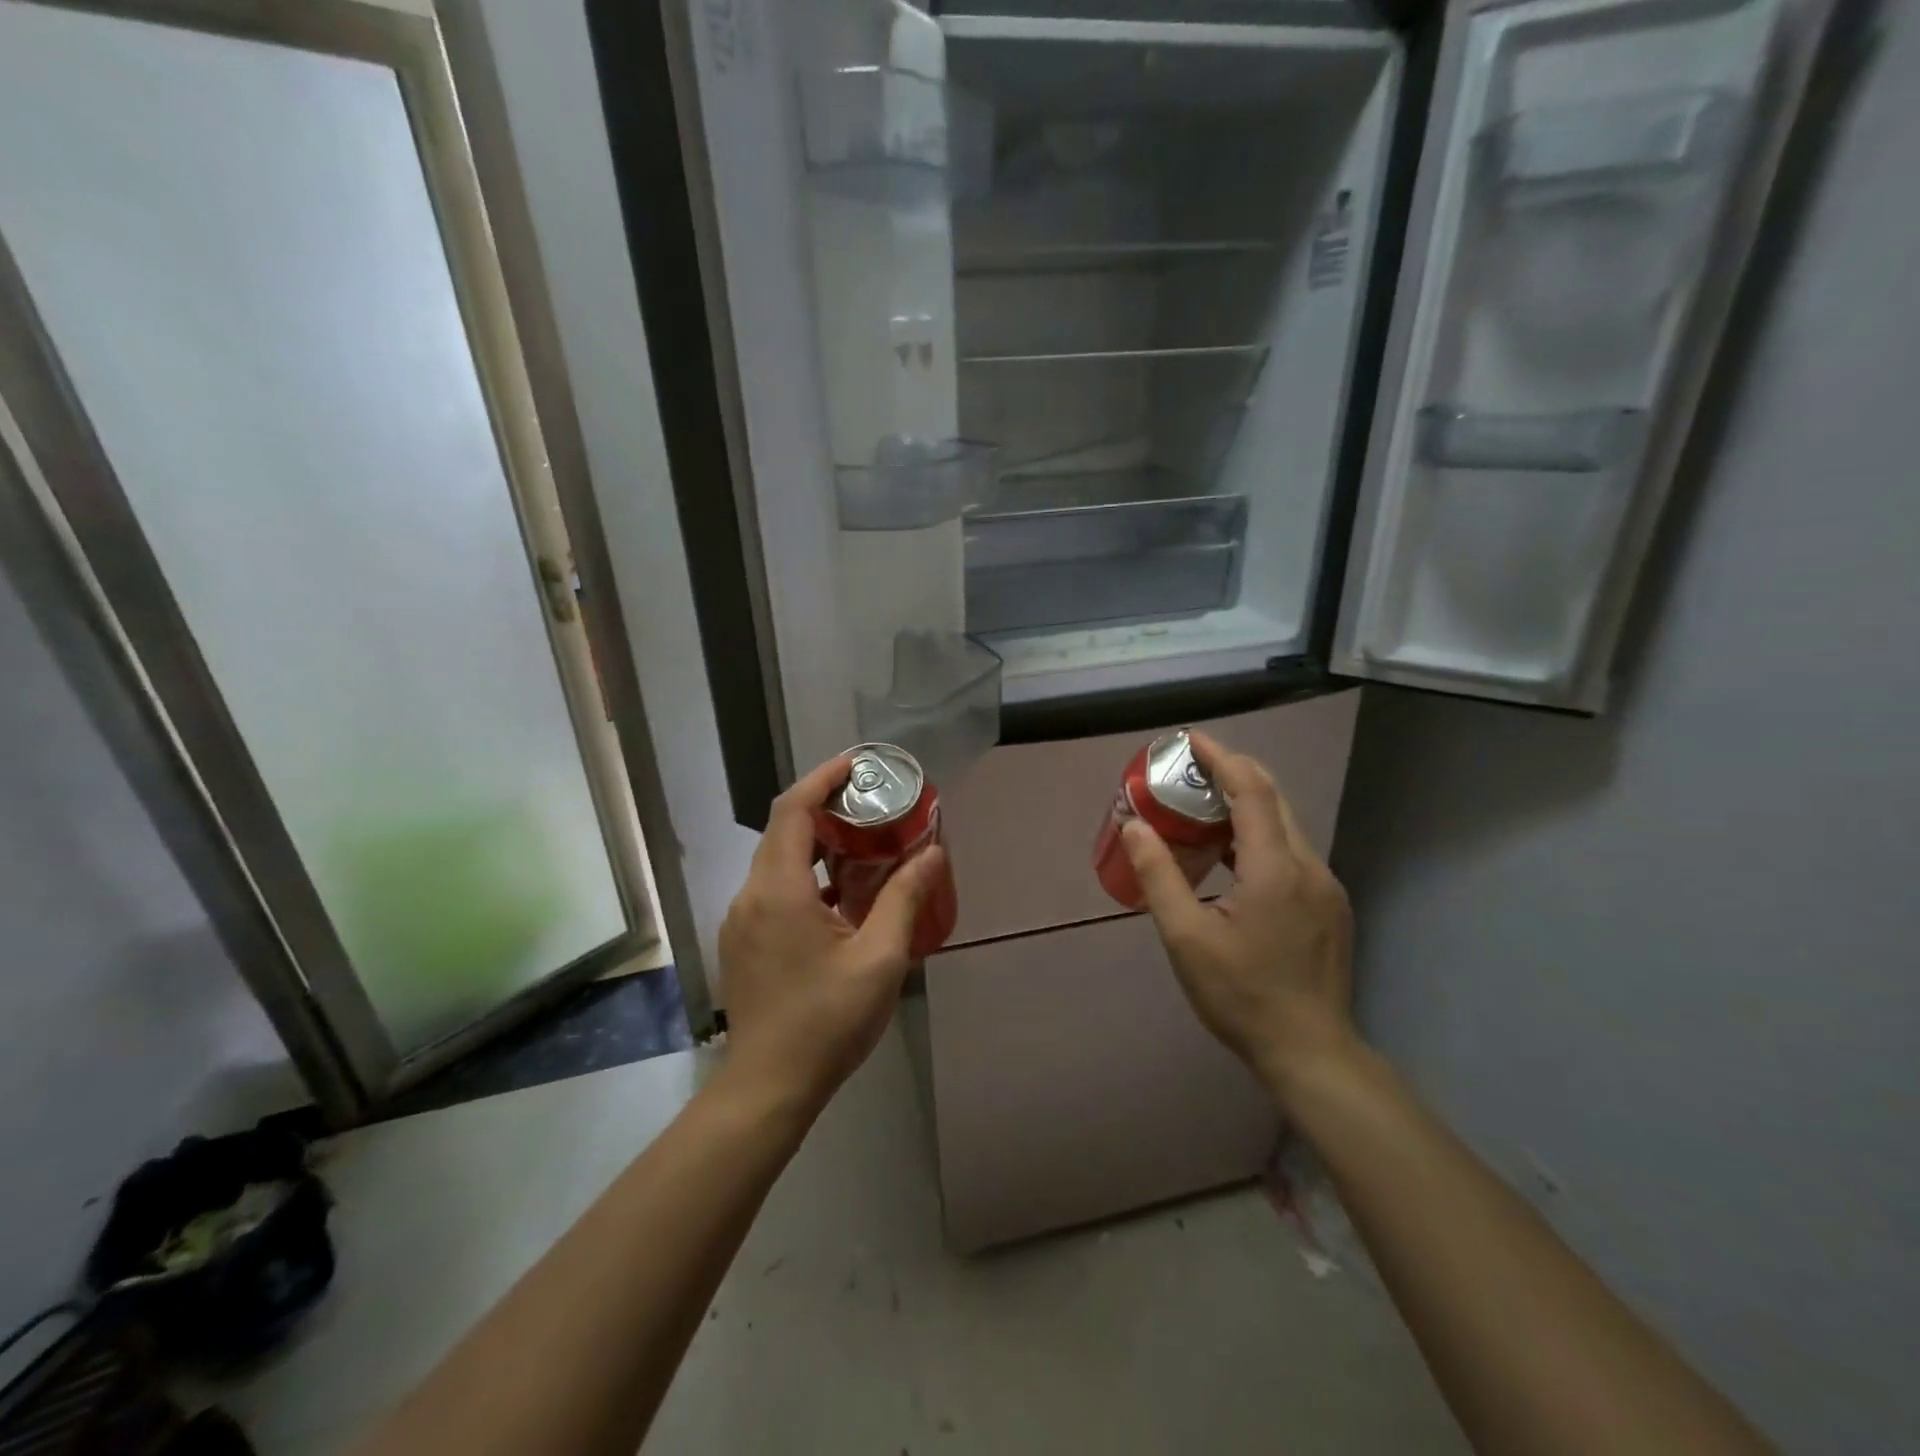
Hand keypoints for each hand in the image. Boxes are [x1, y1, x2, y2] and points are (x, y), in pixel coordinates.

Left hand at [718, 755, 946, 1113]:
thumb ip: (905, 899)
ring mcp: (742, 919)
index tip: (857, 764)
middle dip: (825, 808)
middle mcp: (752, 894)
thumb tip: (931, 853)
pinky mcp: (744, 941)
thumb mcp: (879, 959)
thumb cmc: (826, 1021)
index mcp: (779, 890)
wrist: (768, 1087)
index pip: (792, 809)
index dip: (823, 778)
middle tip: (872, 804)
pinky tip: (841, 896)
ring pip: (778, 860)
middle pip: (784, 830)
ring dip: (817, 843)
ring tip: (863, 843)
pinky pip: (774, 888)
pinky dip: (807, 875)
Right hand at [1120, 731, 1359, 1107]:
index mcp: (1275, 869)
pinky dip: (1259, 834)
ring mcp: (1325, 886)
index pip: (1251, 790)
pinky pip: (1291, 850)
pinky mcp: (1329, 904)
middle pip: (1273, 799)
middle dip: (1231, 773)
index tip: (1189, 739)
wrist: (1310, 1051)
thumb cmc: (1241, 995)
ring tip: (1200, 807)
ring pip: (1284, 825)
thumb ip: (1159, 876)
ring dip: (1244, 805)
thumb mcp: (1186, 938)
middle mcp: (1309, 866)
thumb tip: (1134, 826)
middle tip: (1188, 769)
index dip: (1221, 757)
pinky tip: (1231, 854)